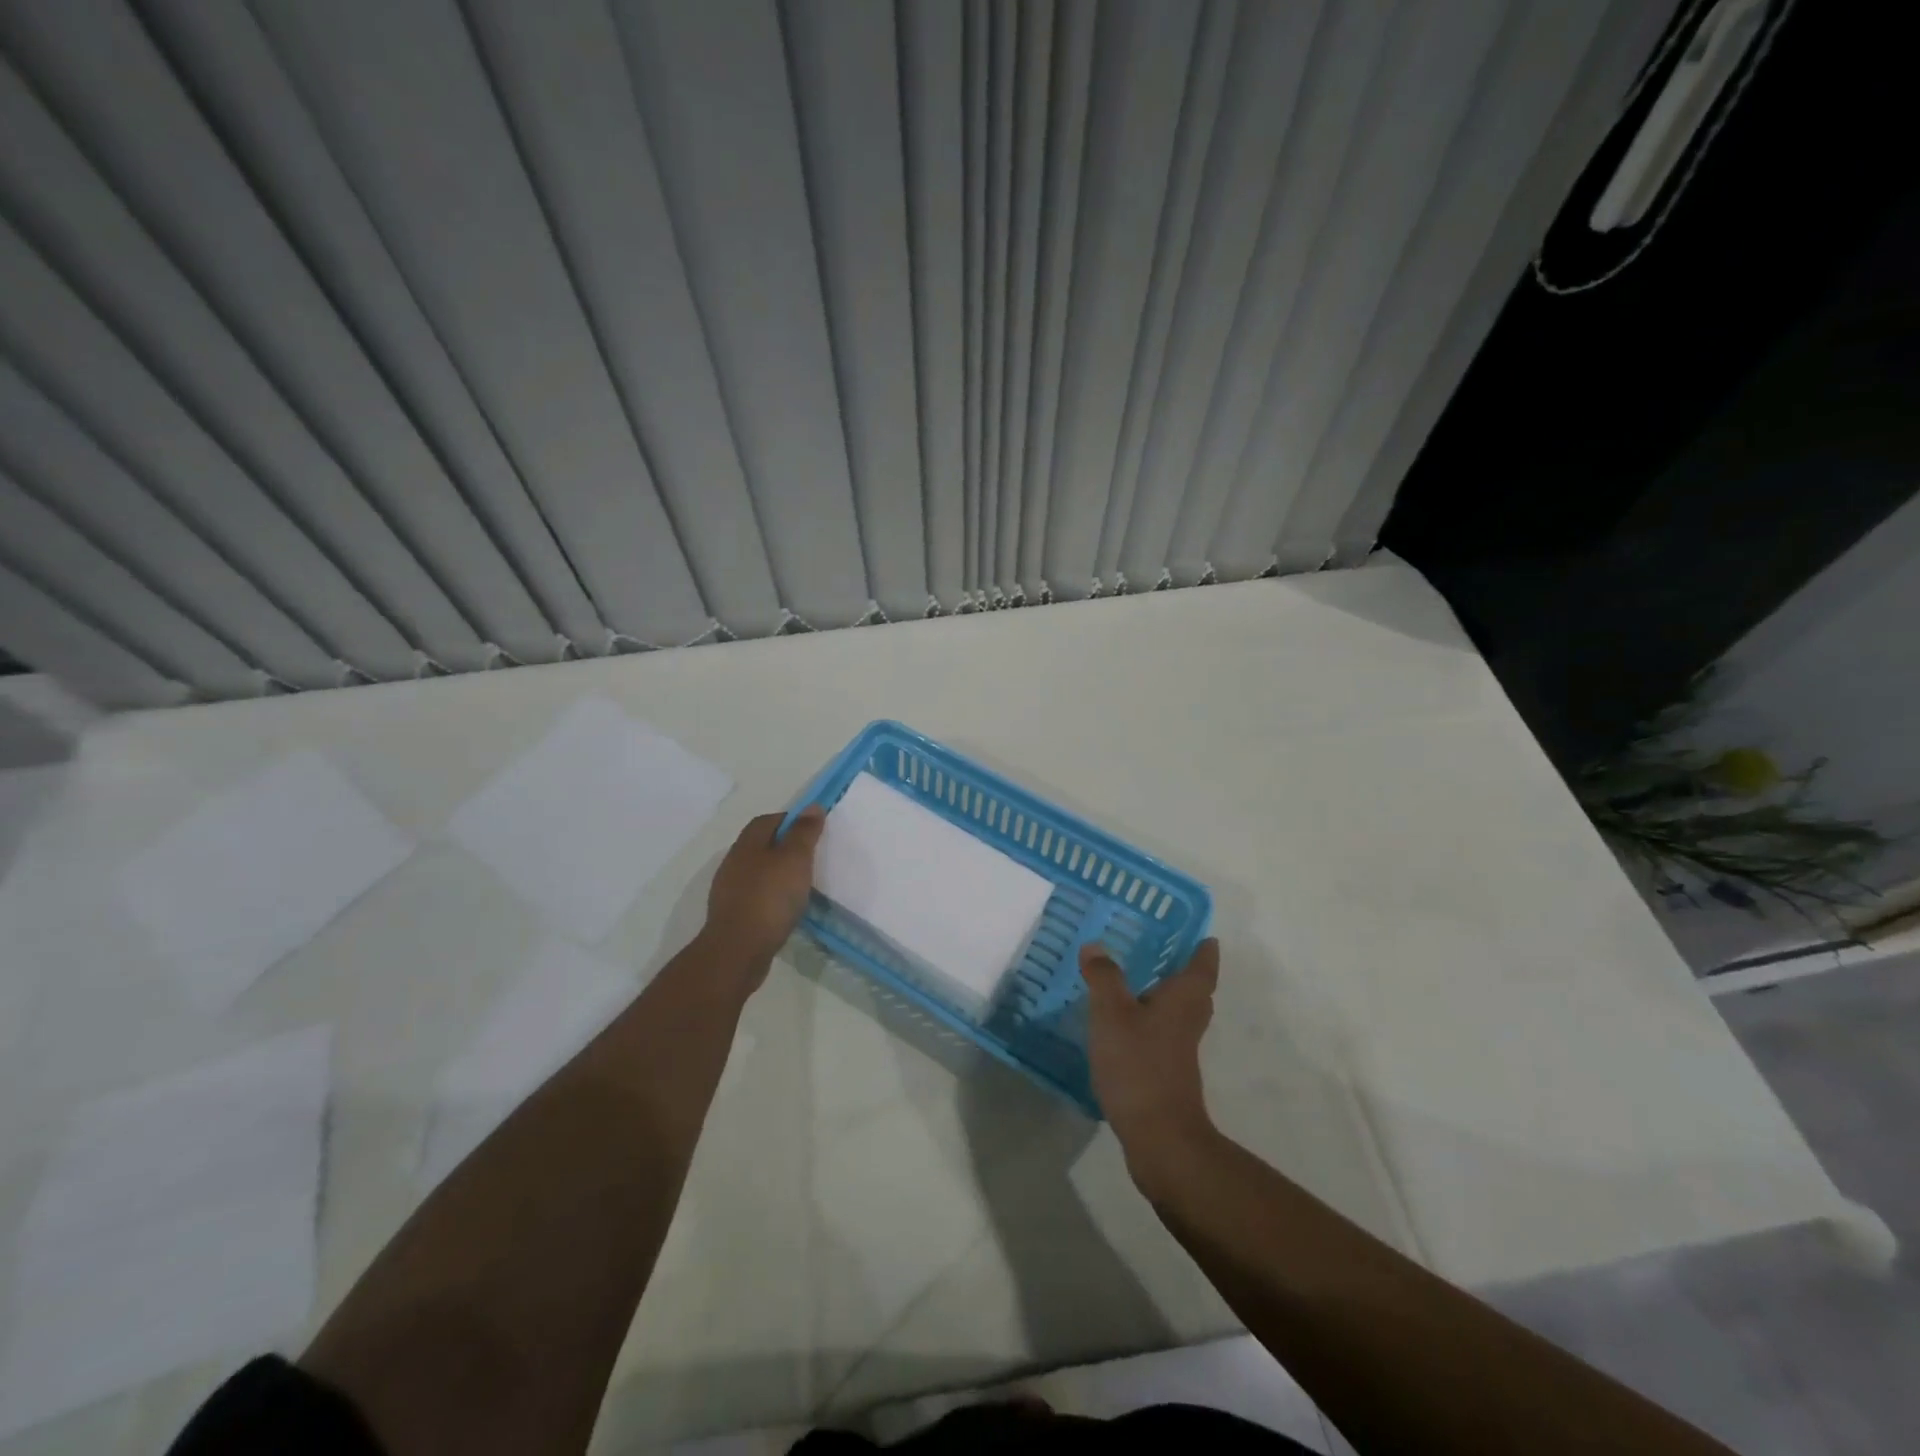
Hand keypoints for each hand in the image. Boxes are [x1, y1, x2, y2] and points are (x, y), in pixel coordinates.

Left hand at [701, 808, 825, 974]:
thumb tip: (812, 806)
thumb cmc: (770, 898)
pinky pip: (755, 896)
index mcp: (747, 844)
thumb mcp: (795, 859)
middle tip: (810, 857)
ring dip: (777, 873)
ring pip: (757, 872)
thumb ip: (804, 832)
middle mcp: (734, 862)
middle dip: (783, 847)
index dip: (790, 820)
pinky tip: (785, 908)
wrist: (738, 950)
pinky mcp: (732, 915)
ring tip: (801, 884)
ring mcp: (730, 891)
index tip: (812, 830)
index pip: (767, 820)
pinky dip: (771, 896)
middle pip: (760, 845)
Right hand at [1080, 938, 1218, 1162]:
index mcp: (1183, 1000)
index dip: (1204, 951)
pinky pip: (1162, 1037)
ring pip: (1179, 1015)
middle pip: (1195, 993)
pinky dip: (1149, 1025)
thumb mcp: (1112, 1013)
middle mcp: (1187, 1022)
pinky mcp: (1166, 1074)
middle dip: (1185, 974)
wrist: (1159, 1138)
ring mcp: (1179, 1051)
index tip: (1205, 937)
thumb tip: (1096, 946)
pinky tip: (1124, 1027)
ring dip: (1165, 999)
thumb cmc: (1139, 1065)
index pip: (1201, 967)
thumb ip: (1104, 977)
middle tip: (1167, 954)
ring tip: (1138, 984)